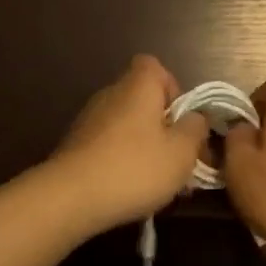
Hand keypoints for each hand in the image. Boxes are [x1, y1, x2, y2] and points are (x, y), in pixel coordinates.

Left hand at [53, 56, 210, 233]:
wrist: (69, 198)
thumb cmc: (135, 167)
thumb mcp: (182, 151)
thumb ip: (196, 129)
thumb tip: (195, 118)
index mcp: (138, 86)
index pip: (155, 67)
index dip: (173, 89)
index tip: (181, 120)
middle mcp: (111, 94)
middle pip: (143, 99)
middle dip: (163, 126)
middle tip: (177, 158)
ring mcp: (88, 120)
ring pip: (127, 126)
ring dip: (144, 146)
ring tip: (157, 181)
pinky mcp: (75, 146)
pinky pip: (108, 145)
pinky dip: (122, 161)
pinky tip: (129, 190)